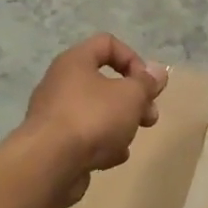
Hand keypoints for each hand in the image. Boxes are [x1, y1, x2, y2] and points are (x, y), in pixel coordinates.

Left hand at [16, 34, 168, 207]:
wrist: (49, 164)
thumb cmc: (92, 118)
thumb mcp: (130, 95)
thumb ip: (147, 83)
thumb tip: (158, 72)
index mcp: (75, 62)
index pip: (107, 43)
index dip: (133, 59)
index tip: (146, 84)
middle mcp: (61, 83)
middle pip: (106, 83)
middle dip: (133, 100)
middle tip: (149, 118)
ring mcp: (56, 115)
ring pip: (98, 113)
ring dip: (120, 126)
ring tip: (127, 142)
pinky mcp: (55, 144)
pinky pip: (86, 138)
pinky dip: (101, 146)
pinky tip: (110, 159)